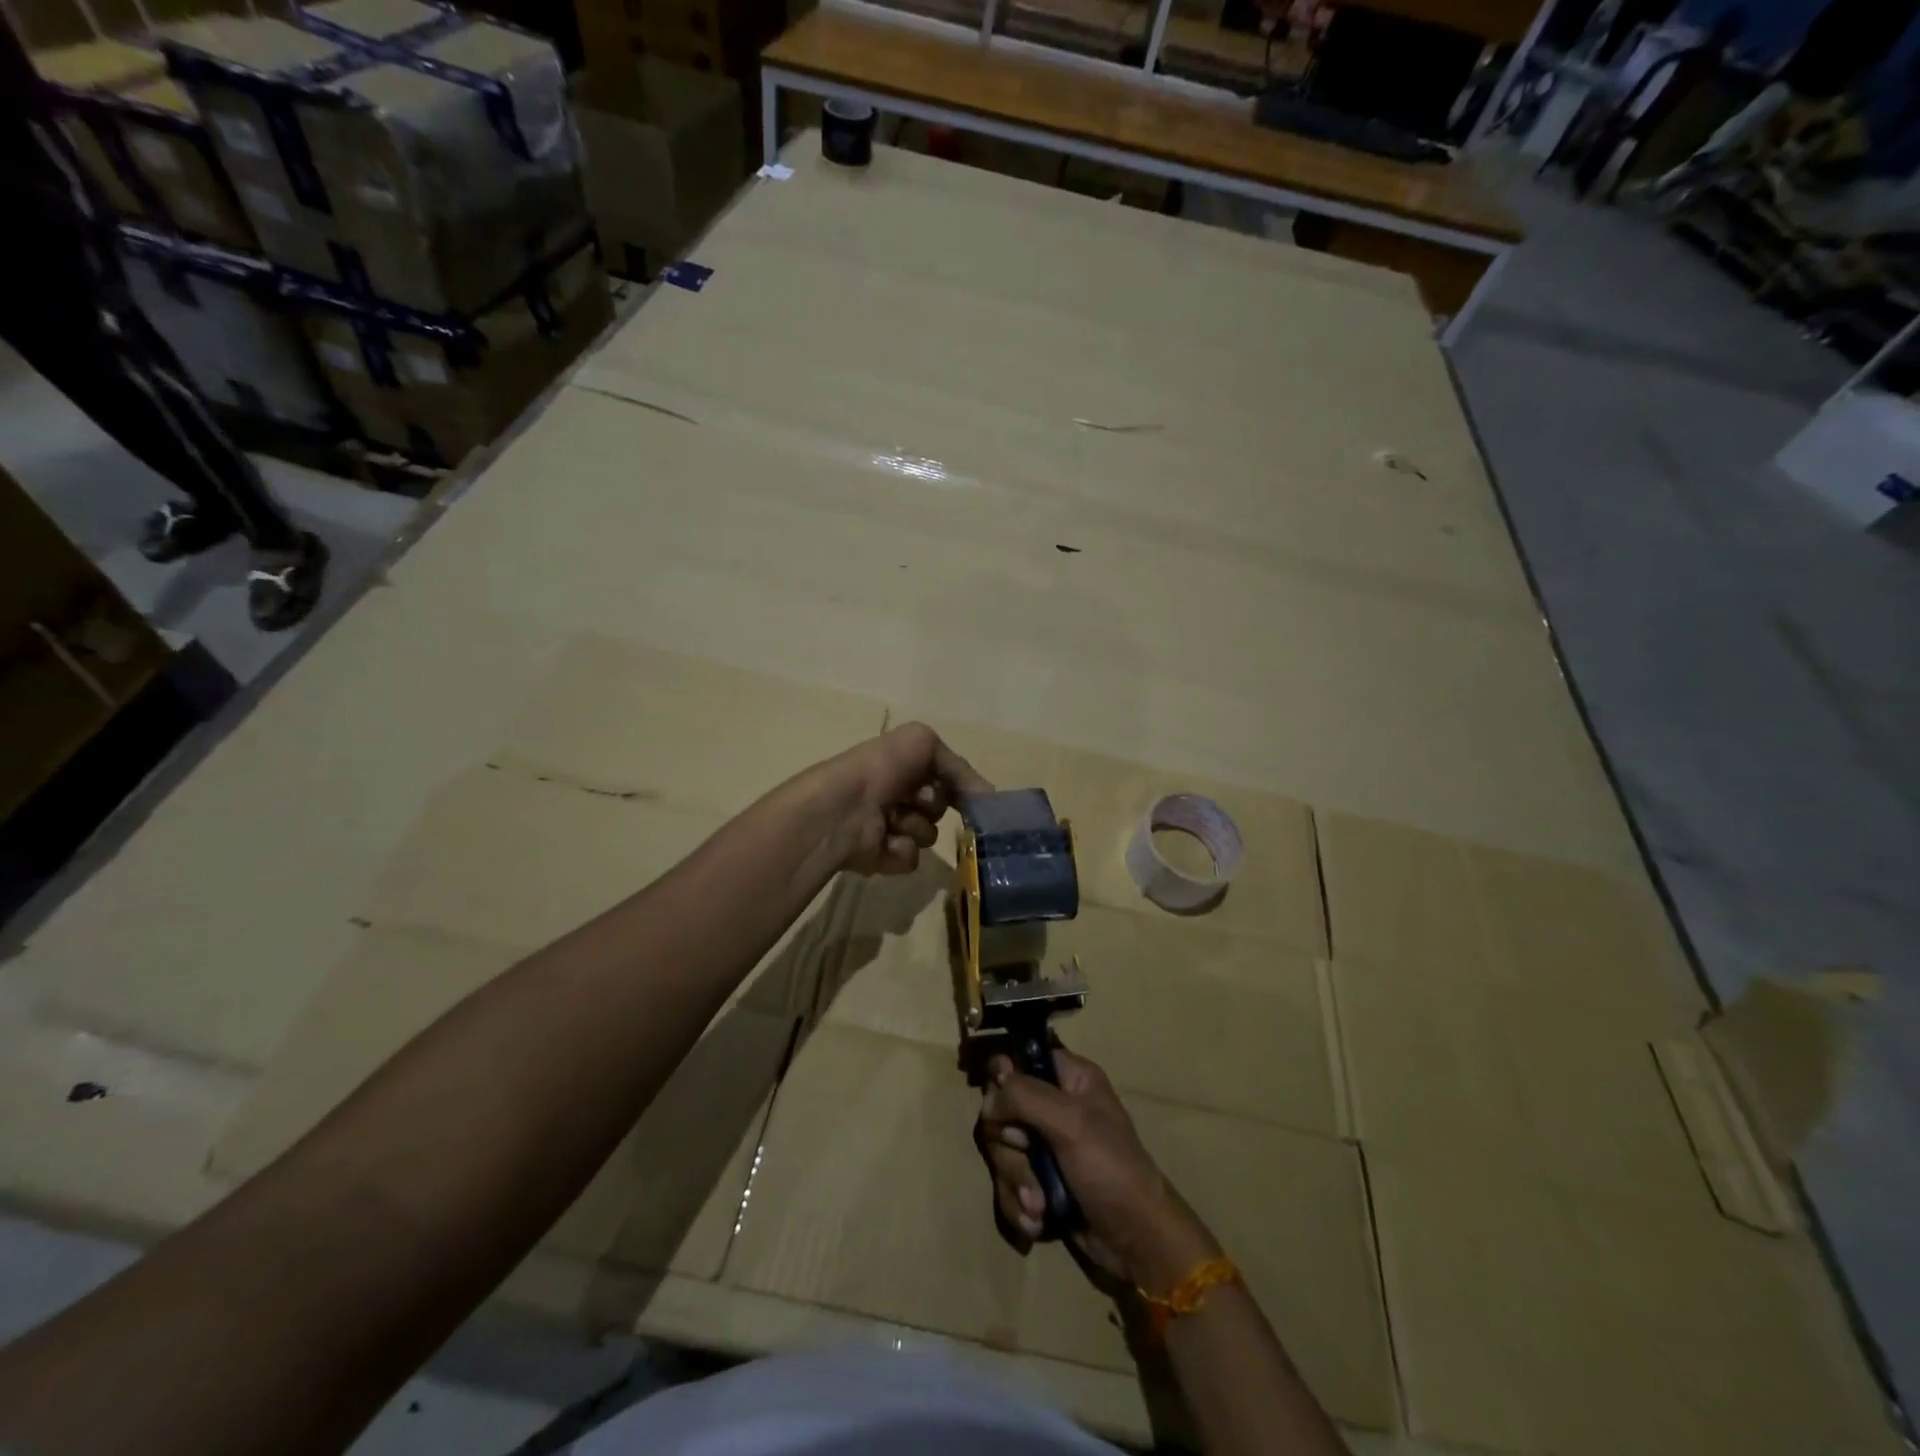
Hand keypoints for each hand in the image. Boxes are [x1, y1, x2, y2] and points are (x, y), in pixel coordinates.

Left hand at [813, 722, 991, 875]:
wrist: (843, 808)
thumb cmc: (882, 768)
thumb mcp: (924, 743)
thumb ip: (959, 767)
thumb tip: (988, 795)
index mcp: (900, 766)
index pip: (941, 779)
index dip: (954, 785)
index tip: (968, 794)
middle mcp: (893, 795)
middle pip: (938, 808)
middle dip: (932, 803)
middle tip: (916, 799)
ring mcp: (886, 828)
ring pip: (927, 835)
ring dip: (916, 826)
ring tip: (893, 820)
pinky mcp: (880, 858)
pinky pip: (911, 860)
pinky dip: (901, 850)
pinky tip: (885, 842)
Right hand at [977, 1048, 1220, 1294]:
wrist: (1135, 1240)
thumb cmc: (1110, 1168)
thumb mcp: (1070, 1122)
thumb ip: (1025, 1096)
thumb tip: (990, 1094)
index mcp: (1069, 1078)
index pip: (1021, 1057)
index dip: (1004, 1078)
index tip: (1002, 1104)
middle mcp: (1053, 1105)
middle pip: (1001, 1110)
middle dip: (1010, 1146)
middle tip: (1029, 1156)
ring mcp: (1045, 1145)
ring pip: (1002, 1151)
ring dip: (1016, 1181)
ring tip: (1039, 1205)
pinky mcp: (1040, 1181)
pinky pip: (1008, 1183)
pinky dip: (1019, 1204)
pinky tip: (1038, 1222)